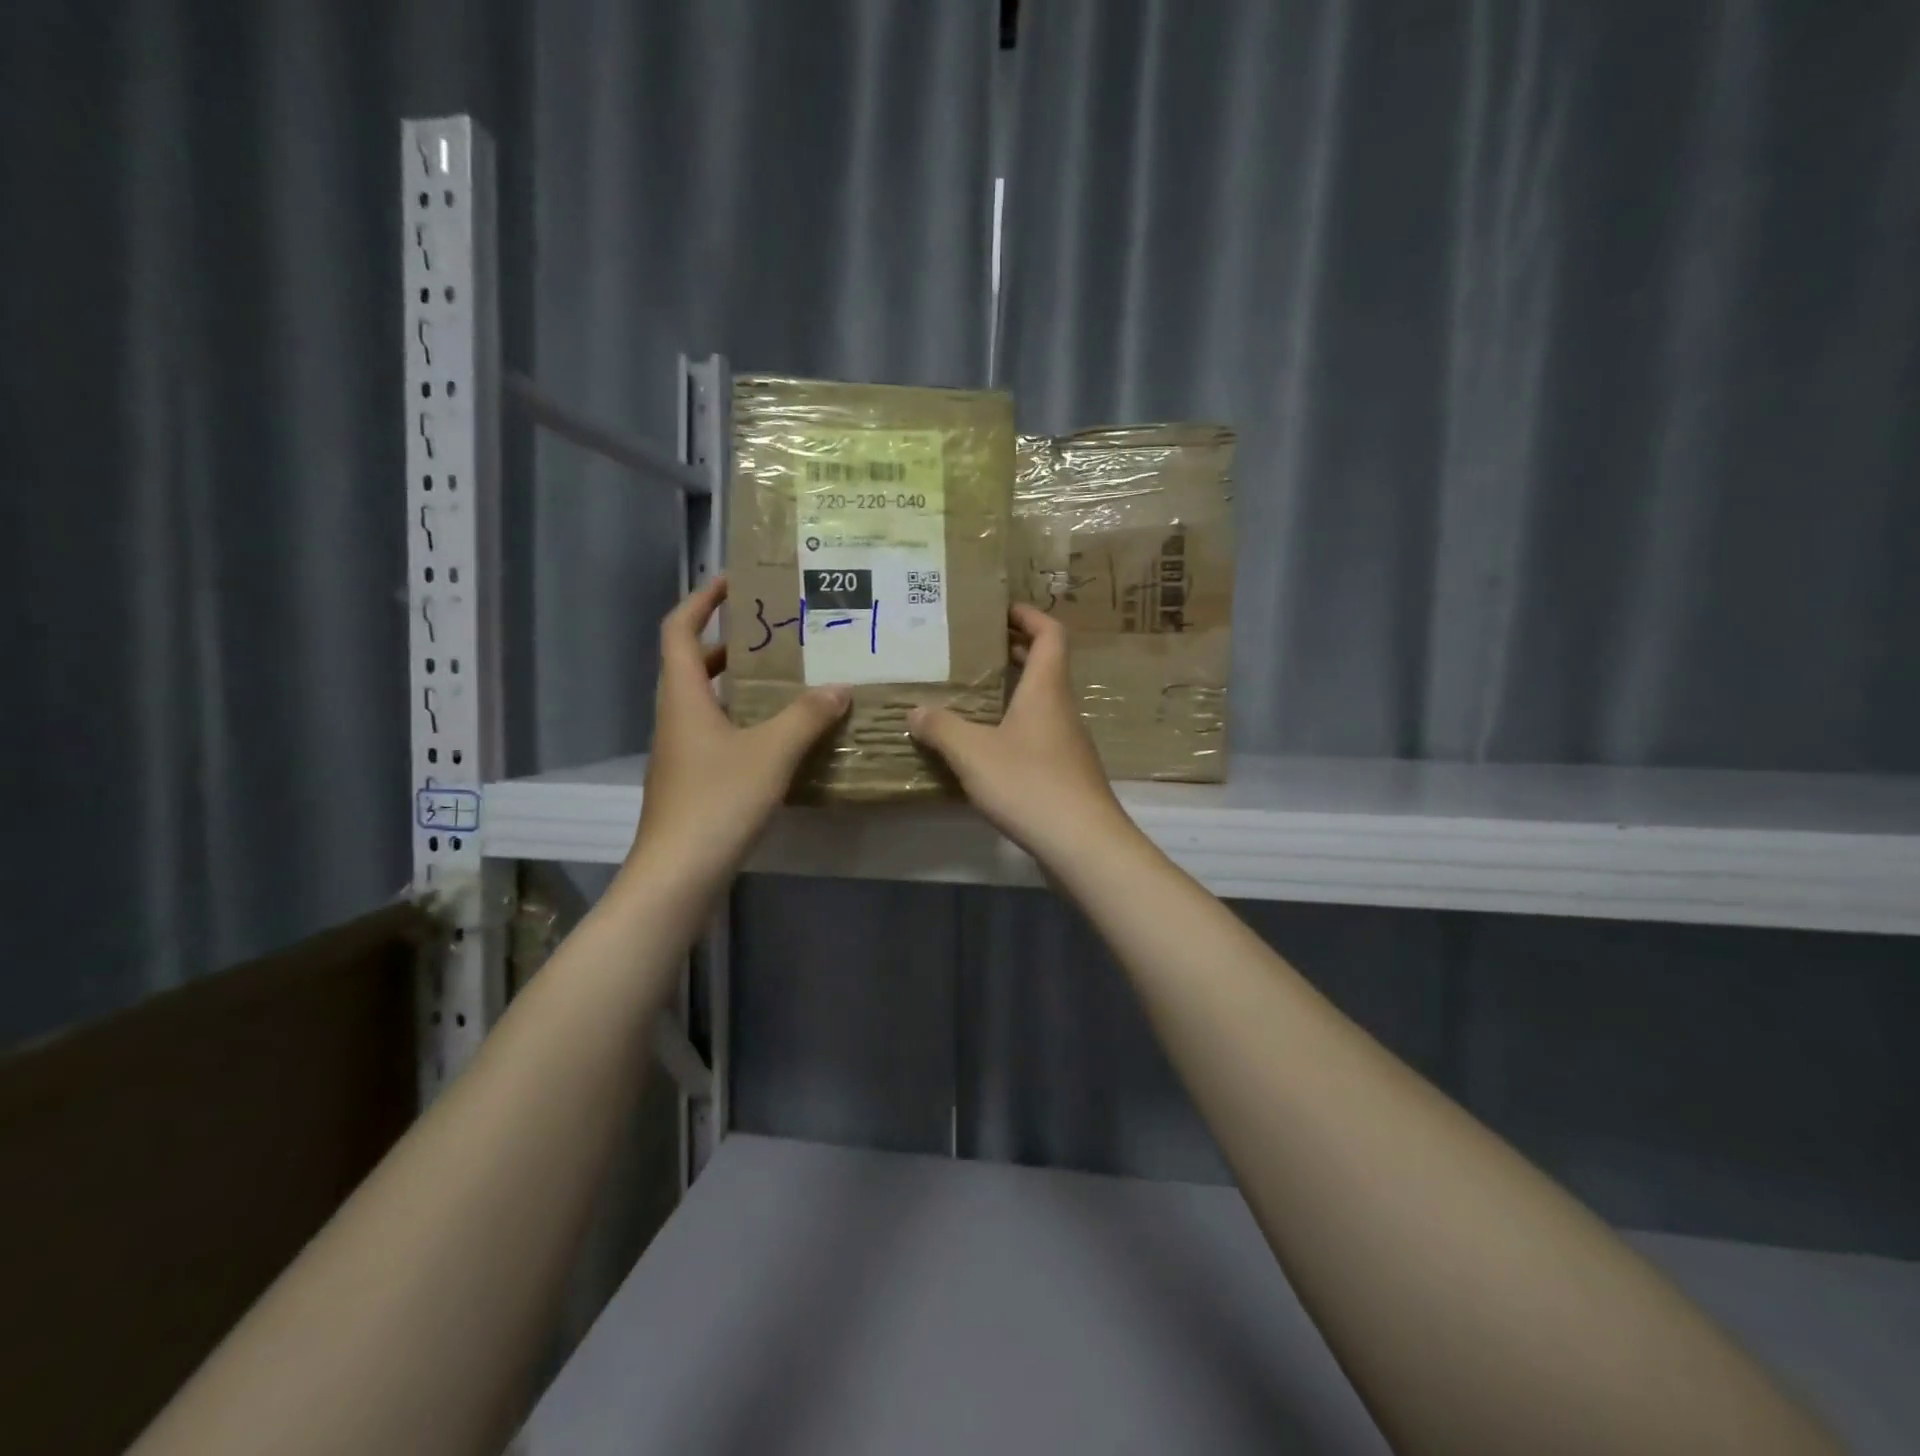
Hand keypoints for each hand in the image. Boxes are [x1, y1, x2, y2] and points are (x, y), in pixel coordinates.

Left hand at [627, 576, 848, 888]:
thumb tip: (838, 687)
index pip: (679, 630)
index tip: (733, 581)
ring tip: (787, 677)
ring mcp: (682, 751)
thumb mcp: (771, 753)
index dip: (701, 600)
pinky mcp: (693, 779)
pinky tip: (782, 734)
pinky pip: (719, 732)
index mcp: (683, 697)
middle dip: (729, 642)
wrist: (678, 874)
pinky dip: (746, 721)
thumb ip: (806, 717)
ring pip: (708, 701)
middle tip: (775, 632)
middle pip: (693, 664)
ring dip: (740, 683)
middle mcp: (676, 717)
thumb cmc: (717, 802)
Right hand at [907, 604, 1135, 867]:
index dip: (1029, 615)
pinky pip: (1039, 734)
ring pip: (1041, 703)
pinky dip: (1015, 727)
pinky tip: (987, 747)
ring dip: (1013, 692)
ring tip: (972, 696)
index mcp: (1046, 689)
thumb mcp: (973, 753)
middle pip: (1046, 666)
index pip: (1050, 634)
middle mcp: (1061, 708)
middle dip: (1014, 651)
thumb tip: (916, 711)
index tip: (1001, 610)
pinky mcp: (1066, 772)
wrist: (1082, 842)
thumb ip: (941, 728)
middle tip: (975, 649)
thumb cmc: (1029, 783)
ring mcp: (1068, 742)